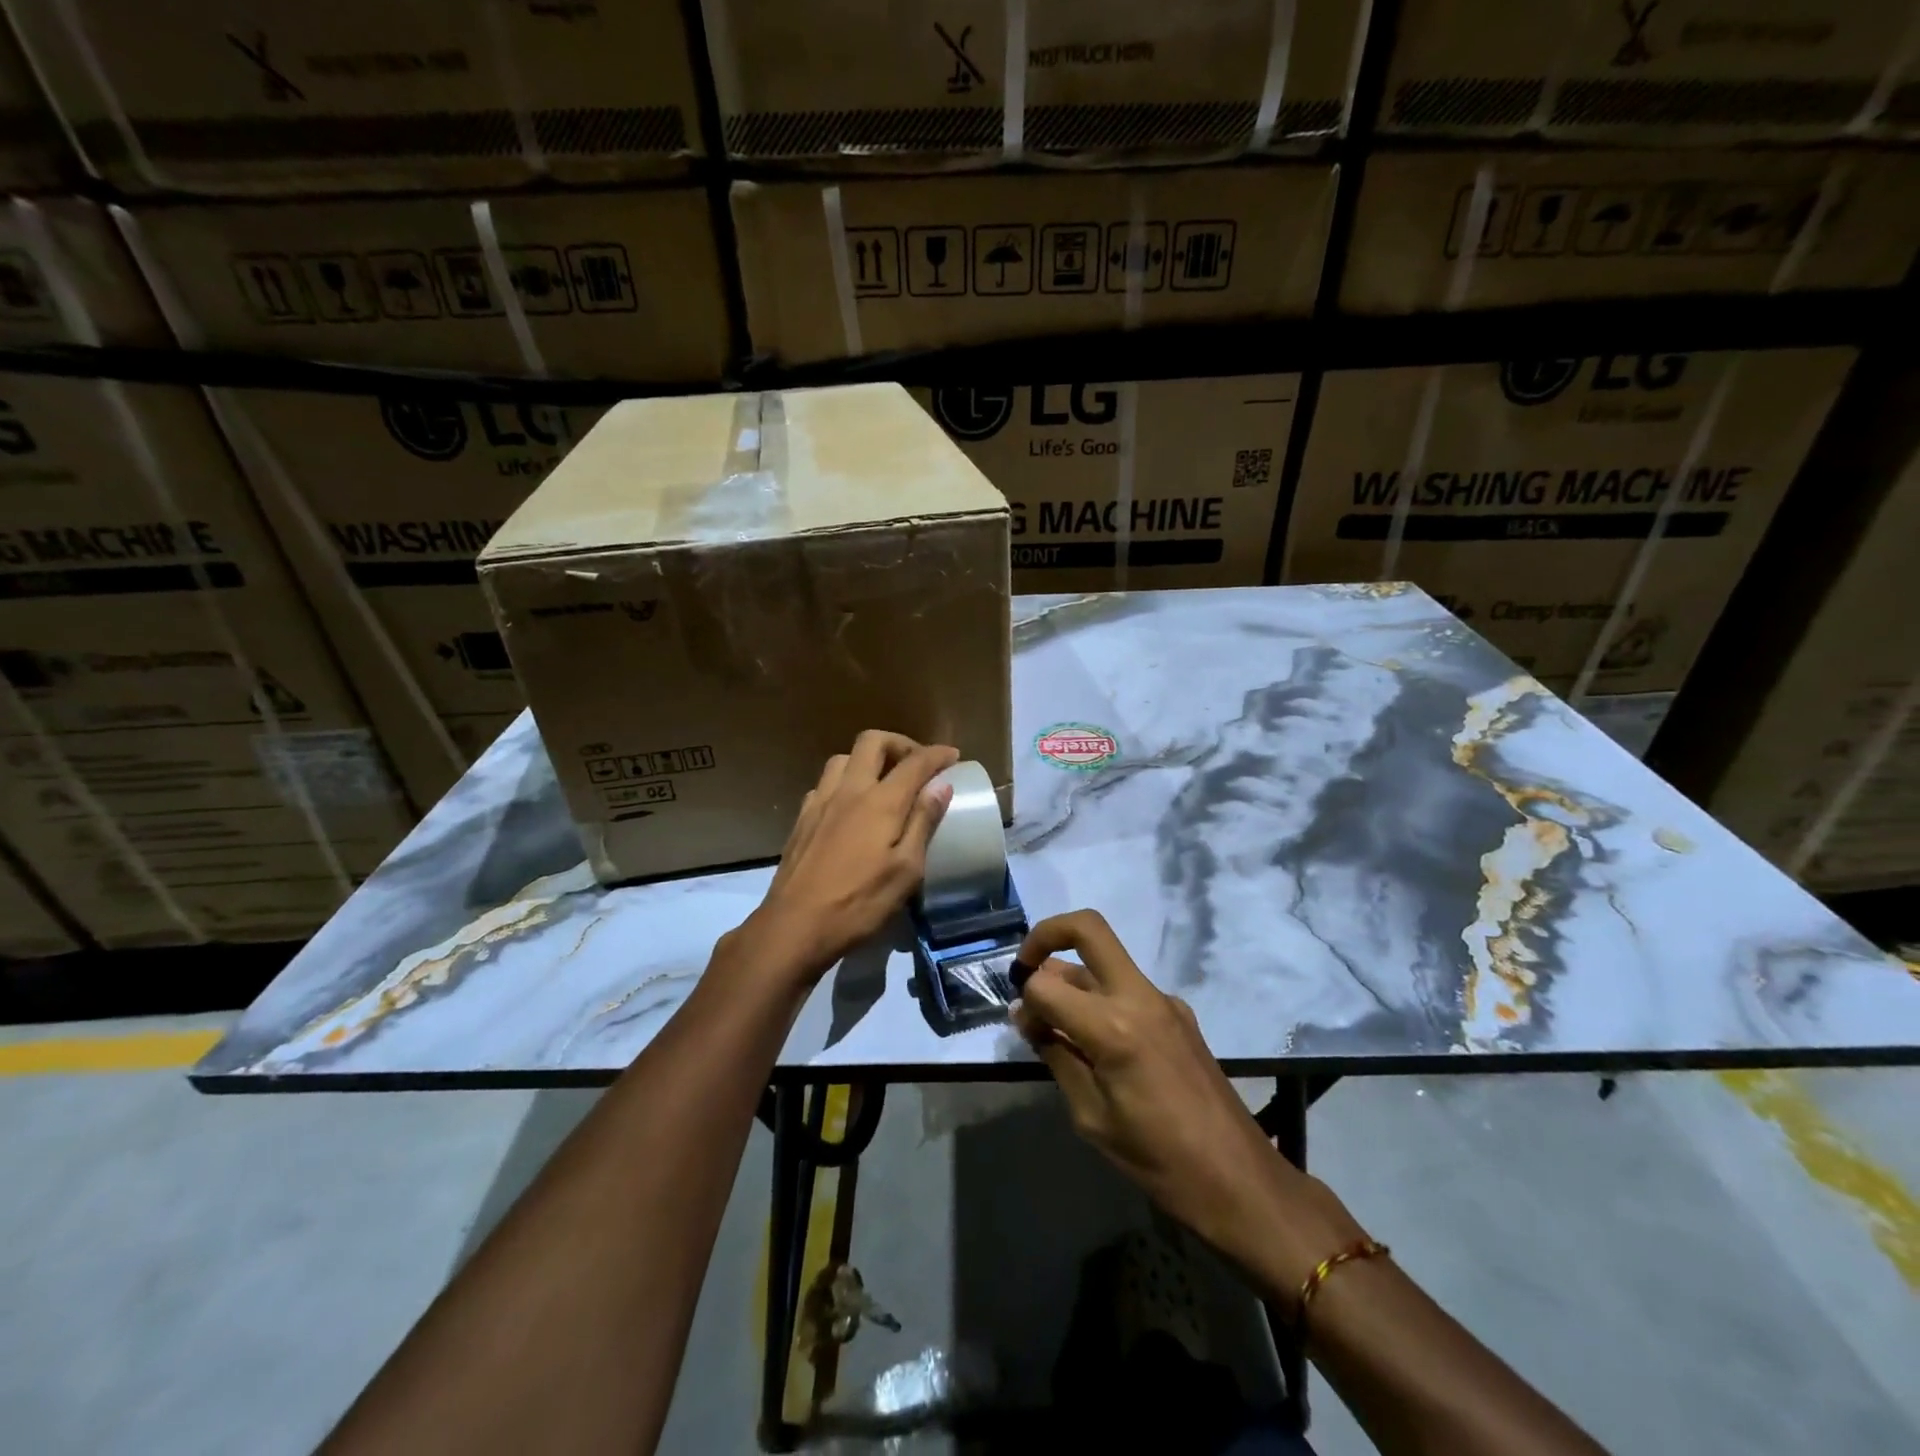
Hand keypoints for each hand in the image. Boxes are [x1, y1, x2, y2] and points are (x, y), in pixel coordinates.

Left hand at [739, 731, 958, 987]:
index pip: (914, 762)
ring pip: (844, 758)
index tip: (953, 755)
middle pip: (873, 741)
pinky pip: (825, 783)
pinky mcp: (802, 819)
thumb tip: (941, 785)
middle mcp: (848, 790)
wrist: (794, 926)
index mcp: (880, 802)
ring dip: (868, 759)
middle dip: (900, 743)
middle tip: (917, 763)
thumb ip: (923, 822)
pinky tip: (851, 806)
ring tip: (884, 781)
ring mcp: (820, 802)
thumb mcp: (906, 870)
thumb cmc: (859, 903)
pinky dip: (845, 781)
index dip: (937, 754)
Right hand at [1011, 910, 1365, 1297]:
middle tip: (1026, 968)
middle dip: (1047, 934)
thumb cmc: (1157, 1159)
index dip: (1025, 1001)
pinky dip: (1099, 997)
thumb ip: (1056, 1054)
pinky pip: (1127, 988)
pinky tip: (1093, 1041)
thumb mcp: (1091, 1116)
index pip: (1047, 985)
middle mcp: (1139, 997)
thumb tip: (1027, 1016)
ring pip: (1106, 958)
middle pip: (1088, 928)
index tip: (1023, 1027)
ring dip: (1073, 973)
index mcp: (1114, 1027)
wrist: (1238, 1180)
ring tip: (1054, 1019)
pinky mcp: (1178, 1013)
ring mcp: (1164, 1001)